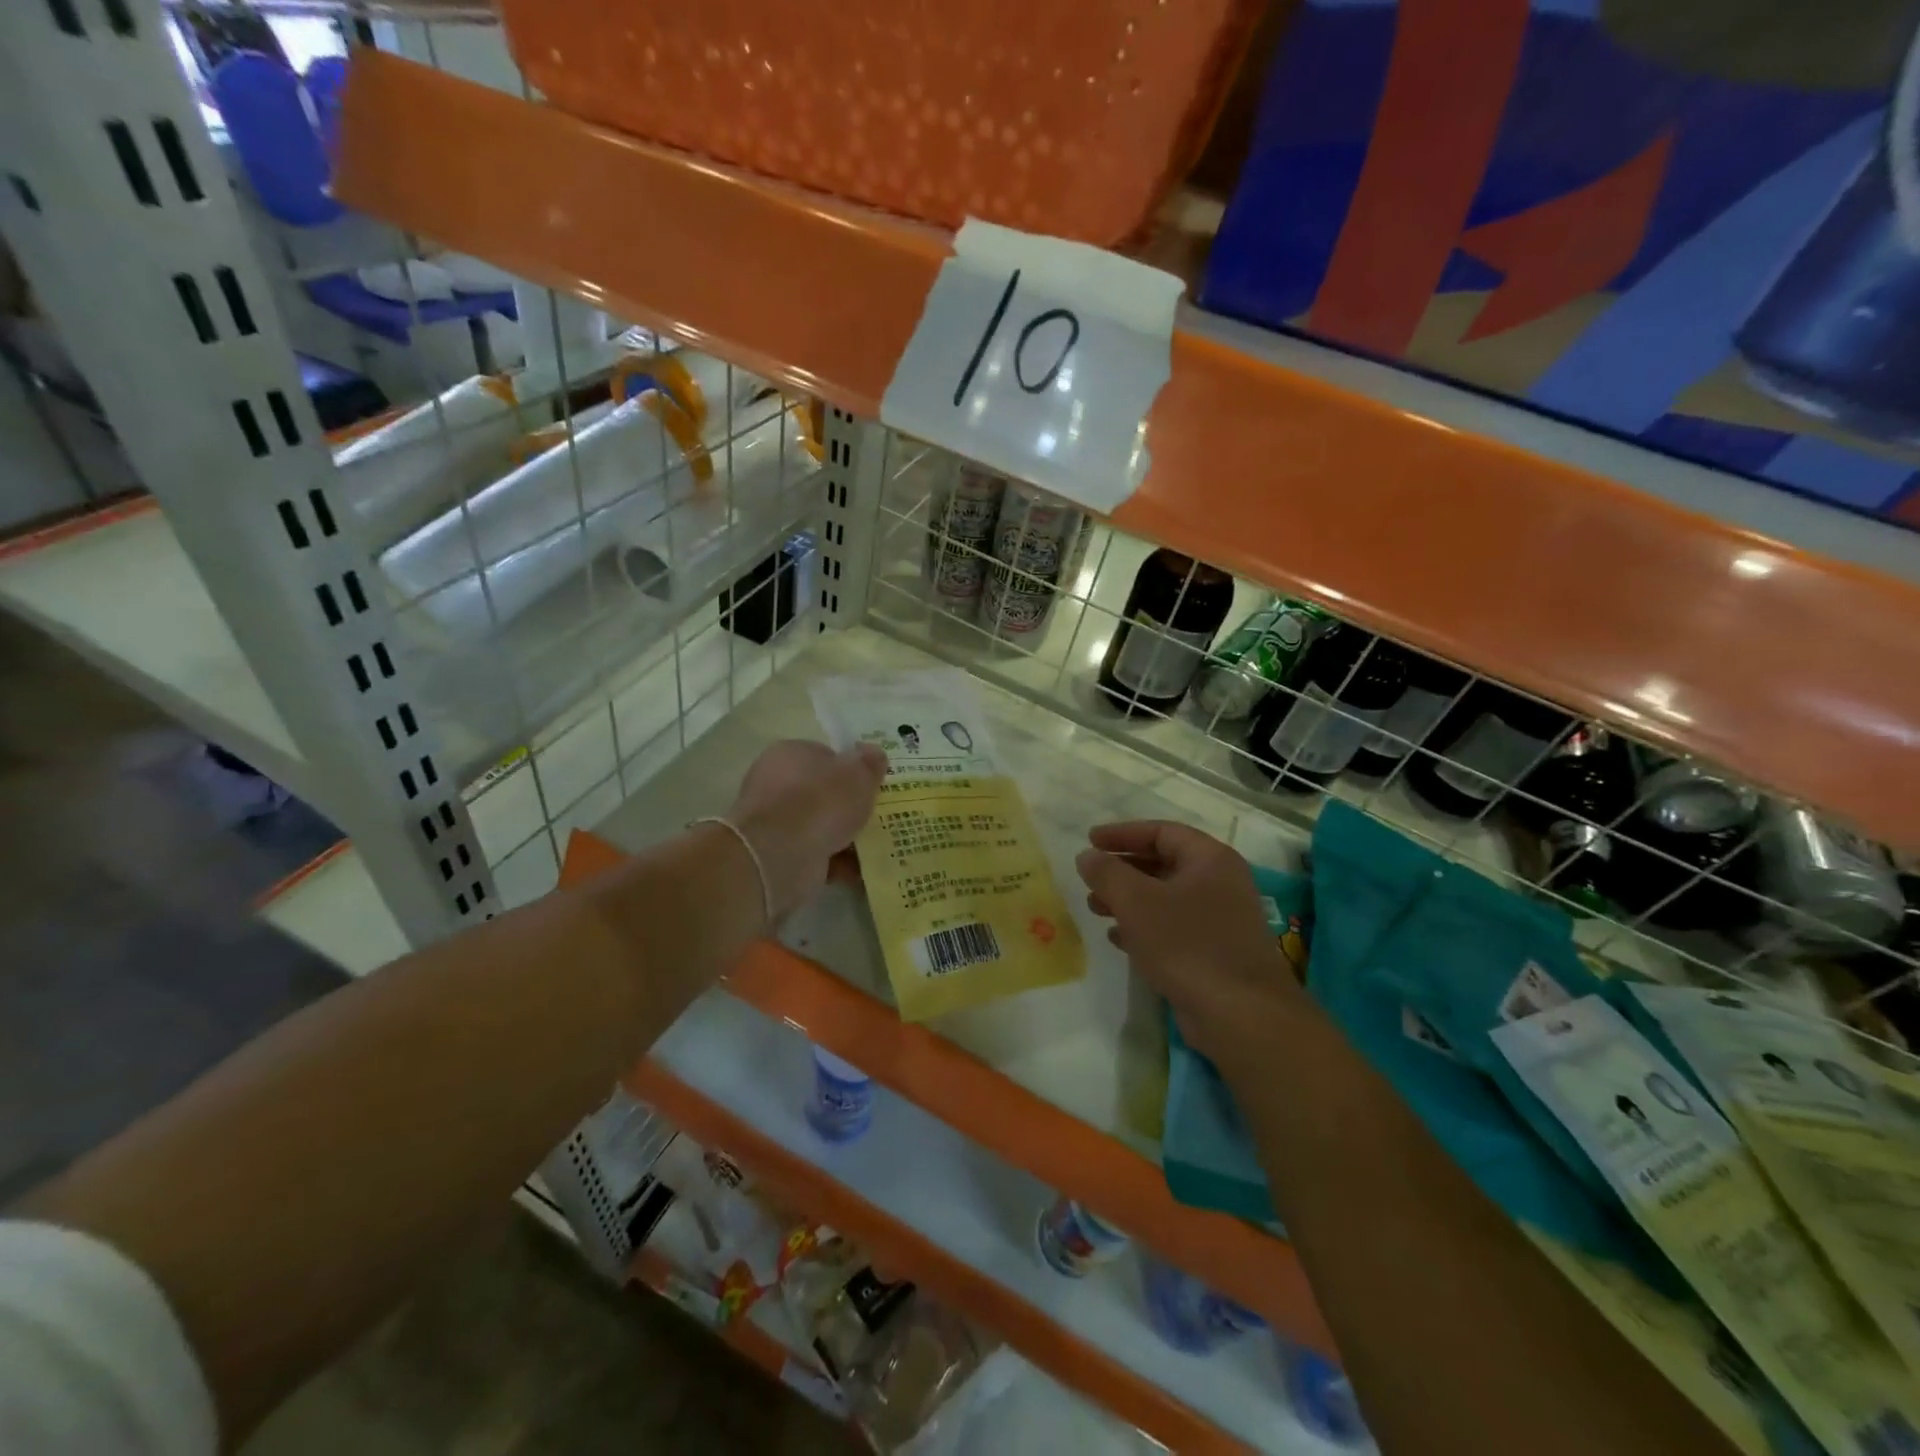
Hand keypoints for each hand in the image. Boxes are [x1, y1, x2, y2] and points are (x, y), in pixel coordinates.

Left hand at [727, 740, 886, 922]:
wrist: (782, 853)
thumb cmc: (821, 801)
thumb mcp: (858, 774)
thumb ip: (869, 763)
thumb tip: (873, 753)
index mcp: (790, 753)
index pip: (823, 756)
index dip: (849, 770)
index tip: (870, 786)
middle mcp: (775, 783)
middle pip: (821, 793)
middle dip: (846, 807)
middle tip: (875, 818)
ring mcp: (773, 821)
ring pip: (818, 825)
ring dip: (844, 838)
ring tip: (874, 849)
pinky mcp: (774, 854)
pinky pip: (813, 854)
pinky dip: (834, 862)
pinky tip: (856, 871)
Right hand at [1076, 821, 1305, 1072]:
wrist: (1241, 1015)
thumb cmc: (1187, 945)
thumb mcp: (1137, 902)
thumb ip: (1107, 873)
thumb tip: (1086, 855)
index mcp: (1210, 859)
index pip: (1162, 832)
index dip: (1123, 833)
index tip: (1090, 840)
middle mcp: (1220, 882)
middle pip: (1164, 863)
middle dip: (1123, 870)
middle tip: (1090, 879)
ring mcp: (1220, 919)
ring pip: (1166, 898)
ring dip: (1128, 900)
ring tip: (1095, 909)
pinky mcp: (1215, 952)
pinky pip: (1173, 928)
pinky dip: (1144, 927)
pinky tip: (1118, 938)